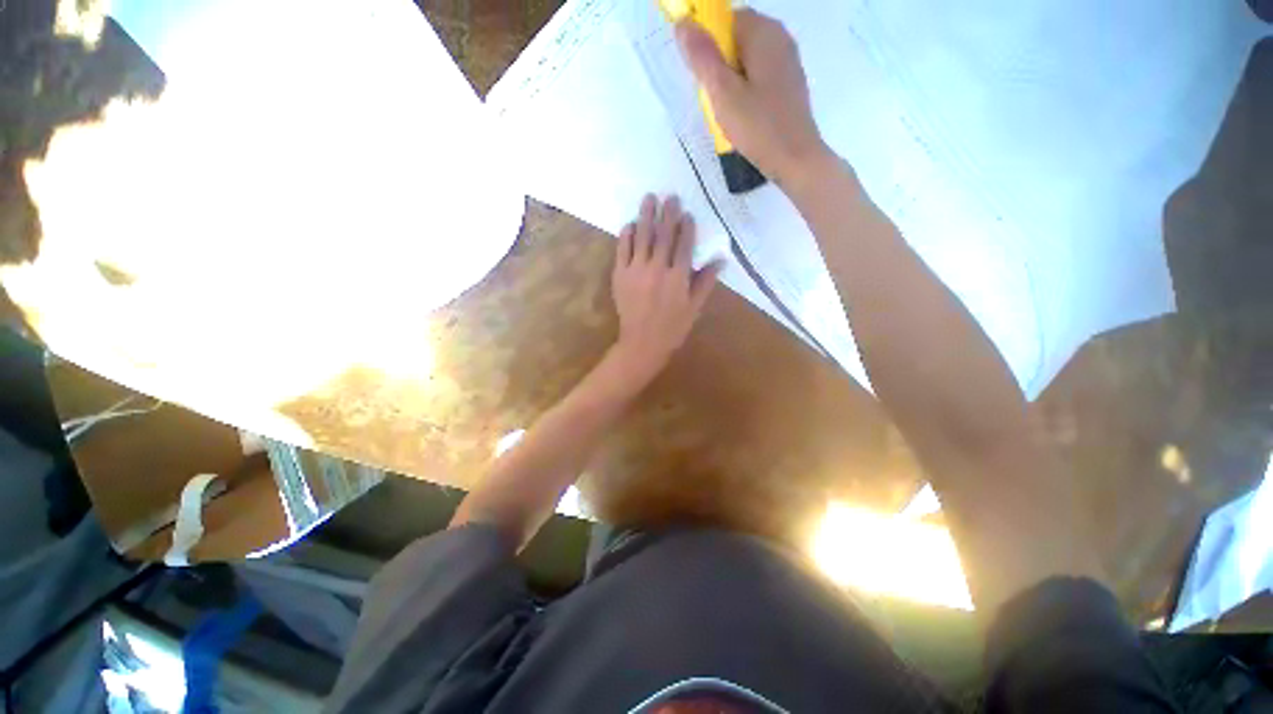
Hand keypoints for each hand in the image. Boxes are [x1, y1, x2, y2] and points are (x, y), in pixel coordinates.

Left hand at [611, 194, 720, 382]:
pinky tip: (630, 224)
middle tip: (670, 196)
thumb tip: (721, 259)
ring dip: (646, 216)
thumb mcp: (694, 308)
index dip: (686, 227)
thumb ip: (705, 282)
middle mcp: (657, 269)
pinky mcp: (620, 275)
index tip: (687, 213)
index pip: (684, 244)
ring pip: (642, 237)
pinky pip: (623, 250)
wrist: (642, 343)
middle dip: (668, 213)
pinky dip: (627, 235)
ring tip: (649, 198)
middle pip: (663, 235)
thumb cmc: (672, 328)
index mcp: (678, 277)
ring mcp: (636, 270)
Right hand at [676, 10, 833, 192]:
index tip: (703, 74)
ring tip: (727, 109)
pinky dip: (746, 88)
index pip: (728, 19)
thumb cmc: (758, 127)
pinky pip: (760, 75)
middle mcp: (780, 38)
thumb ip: (702, 57)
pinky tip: (743, 114)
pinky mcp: (789, 85)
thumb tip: (683, 23)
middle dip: (720, 62)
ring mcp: (788, 62)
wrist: (795, 159)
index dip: (709, 41)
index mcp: (764, 33)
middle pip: (739, 38)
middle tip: (713, 96)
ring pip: (749, 59)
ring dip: (732, 78)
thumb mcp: (723, 93)